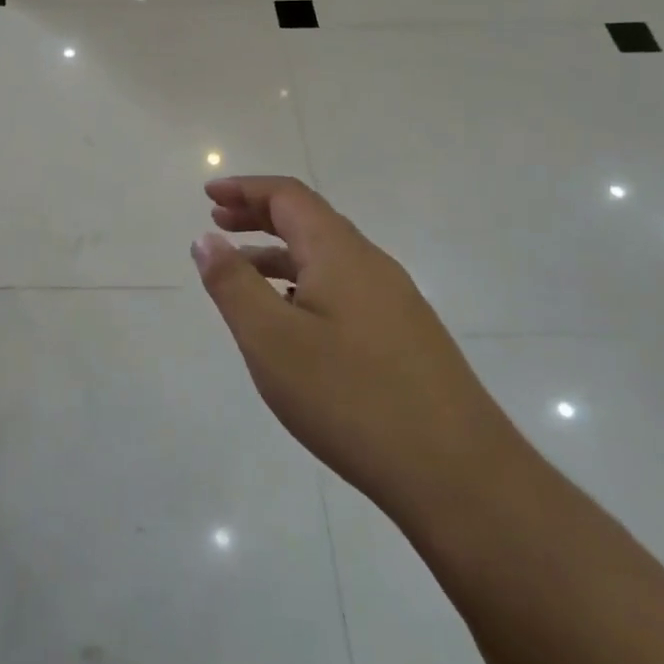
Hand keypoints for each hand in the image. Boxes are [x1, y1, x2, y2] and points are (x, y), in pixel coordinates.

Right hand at [191, 176, 512, 523]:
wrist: (458, 475)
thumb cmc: (350, 398)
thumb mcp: (271, 340)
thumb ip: (232, 284)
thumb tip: (206, 239)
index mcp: (340, 253)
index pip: (288, 196)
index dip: (245, 188)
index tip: (208, 194)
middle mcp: (371, 265)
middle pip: (309, 220)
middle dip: (259, 215)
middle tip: (218, 223)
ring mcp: (394, 302)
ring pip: (327, 259)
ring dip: (280, 253)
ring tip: (241, 274)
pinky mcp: (405, 337)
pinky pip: (343, 290)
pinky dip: (304, 285)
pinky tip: (291, 323)